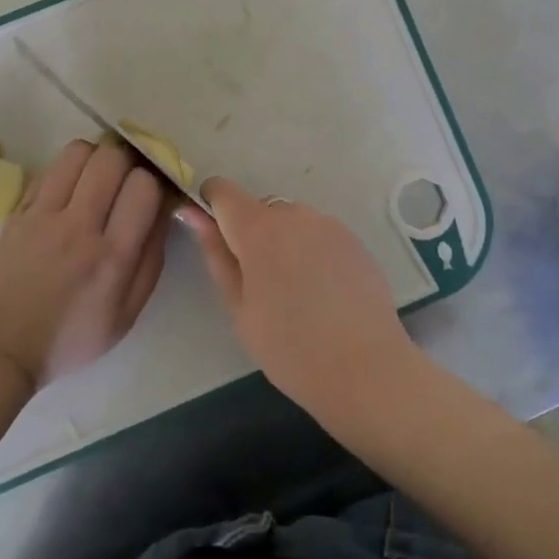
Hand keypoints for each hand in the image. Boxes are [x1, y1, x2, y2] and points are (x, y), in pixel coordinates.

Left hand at [0, 139, 169, 390]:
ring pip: (79, 151)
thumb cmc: (70, 338)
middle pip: (112, 158)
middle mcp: (79, 227)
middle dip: (128, 161)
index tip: (150, 196)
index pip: (143, 186)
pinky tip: (68, 192)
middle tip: (126, 180)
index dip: (154, 183)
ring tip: (97, 179)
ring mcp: (43, 214)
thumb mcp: (127, 315)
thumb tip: (164, 212)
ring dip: (96, 158)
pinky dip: (67, 170)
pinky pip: (50, 168)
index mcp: (112, 257)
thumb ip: (152, 260)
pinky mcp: (18, 210)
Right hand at [181, 179, 419, 426]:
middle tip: (258, 284)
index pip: (223, 190)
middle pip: (259, 208)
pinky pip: (319, 234)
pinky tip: (323, 292)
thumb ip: (216, 254)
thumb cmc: (289, 346)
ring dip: (284, 242)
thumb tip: (193, 214)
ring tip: (296, 292)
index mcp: (257, 228)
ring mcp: (328, 224)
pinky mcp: (354, 239)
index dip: (212, 205)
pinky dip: (312, 252)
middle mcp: (293, 213)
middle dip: (252, 234)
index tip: (215, 235)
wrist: (365, 367)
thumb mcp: (239, 307)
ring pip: (291, 222)